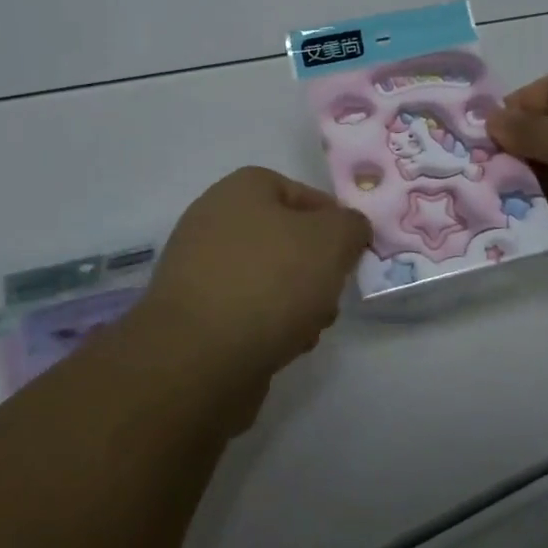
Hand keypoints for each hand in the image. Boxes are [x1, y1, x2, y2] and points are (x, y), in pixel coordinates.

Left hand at [136, 166, 370, 400]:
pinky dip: (268, 325)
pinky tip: (282, 347)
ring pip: (269, 278)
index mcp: (242, 189)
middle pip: (285, 238)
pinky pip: (245, 311)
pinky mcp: (194, 315)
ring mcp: (199, 269)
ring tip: (310, 327)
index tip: (352, 253)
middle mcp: (215, 220)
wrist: (199, 357)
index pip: (301, 193)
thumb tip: (349, 229)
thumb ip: (351, 226)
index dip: (333, 221)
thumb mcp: (333, 239)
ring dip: (297, 301)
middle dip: (316, 267)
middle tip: (331, 293)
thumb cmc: (271, 281)